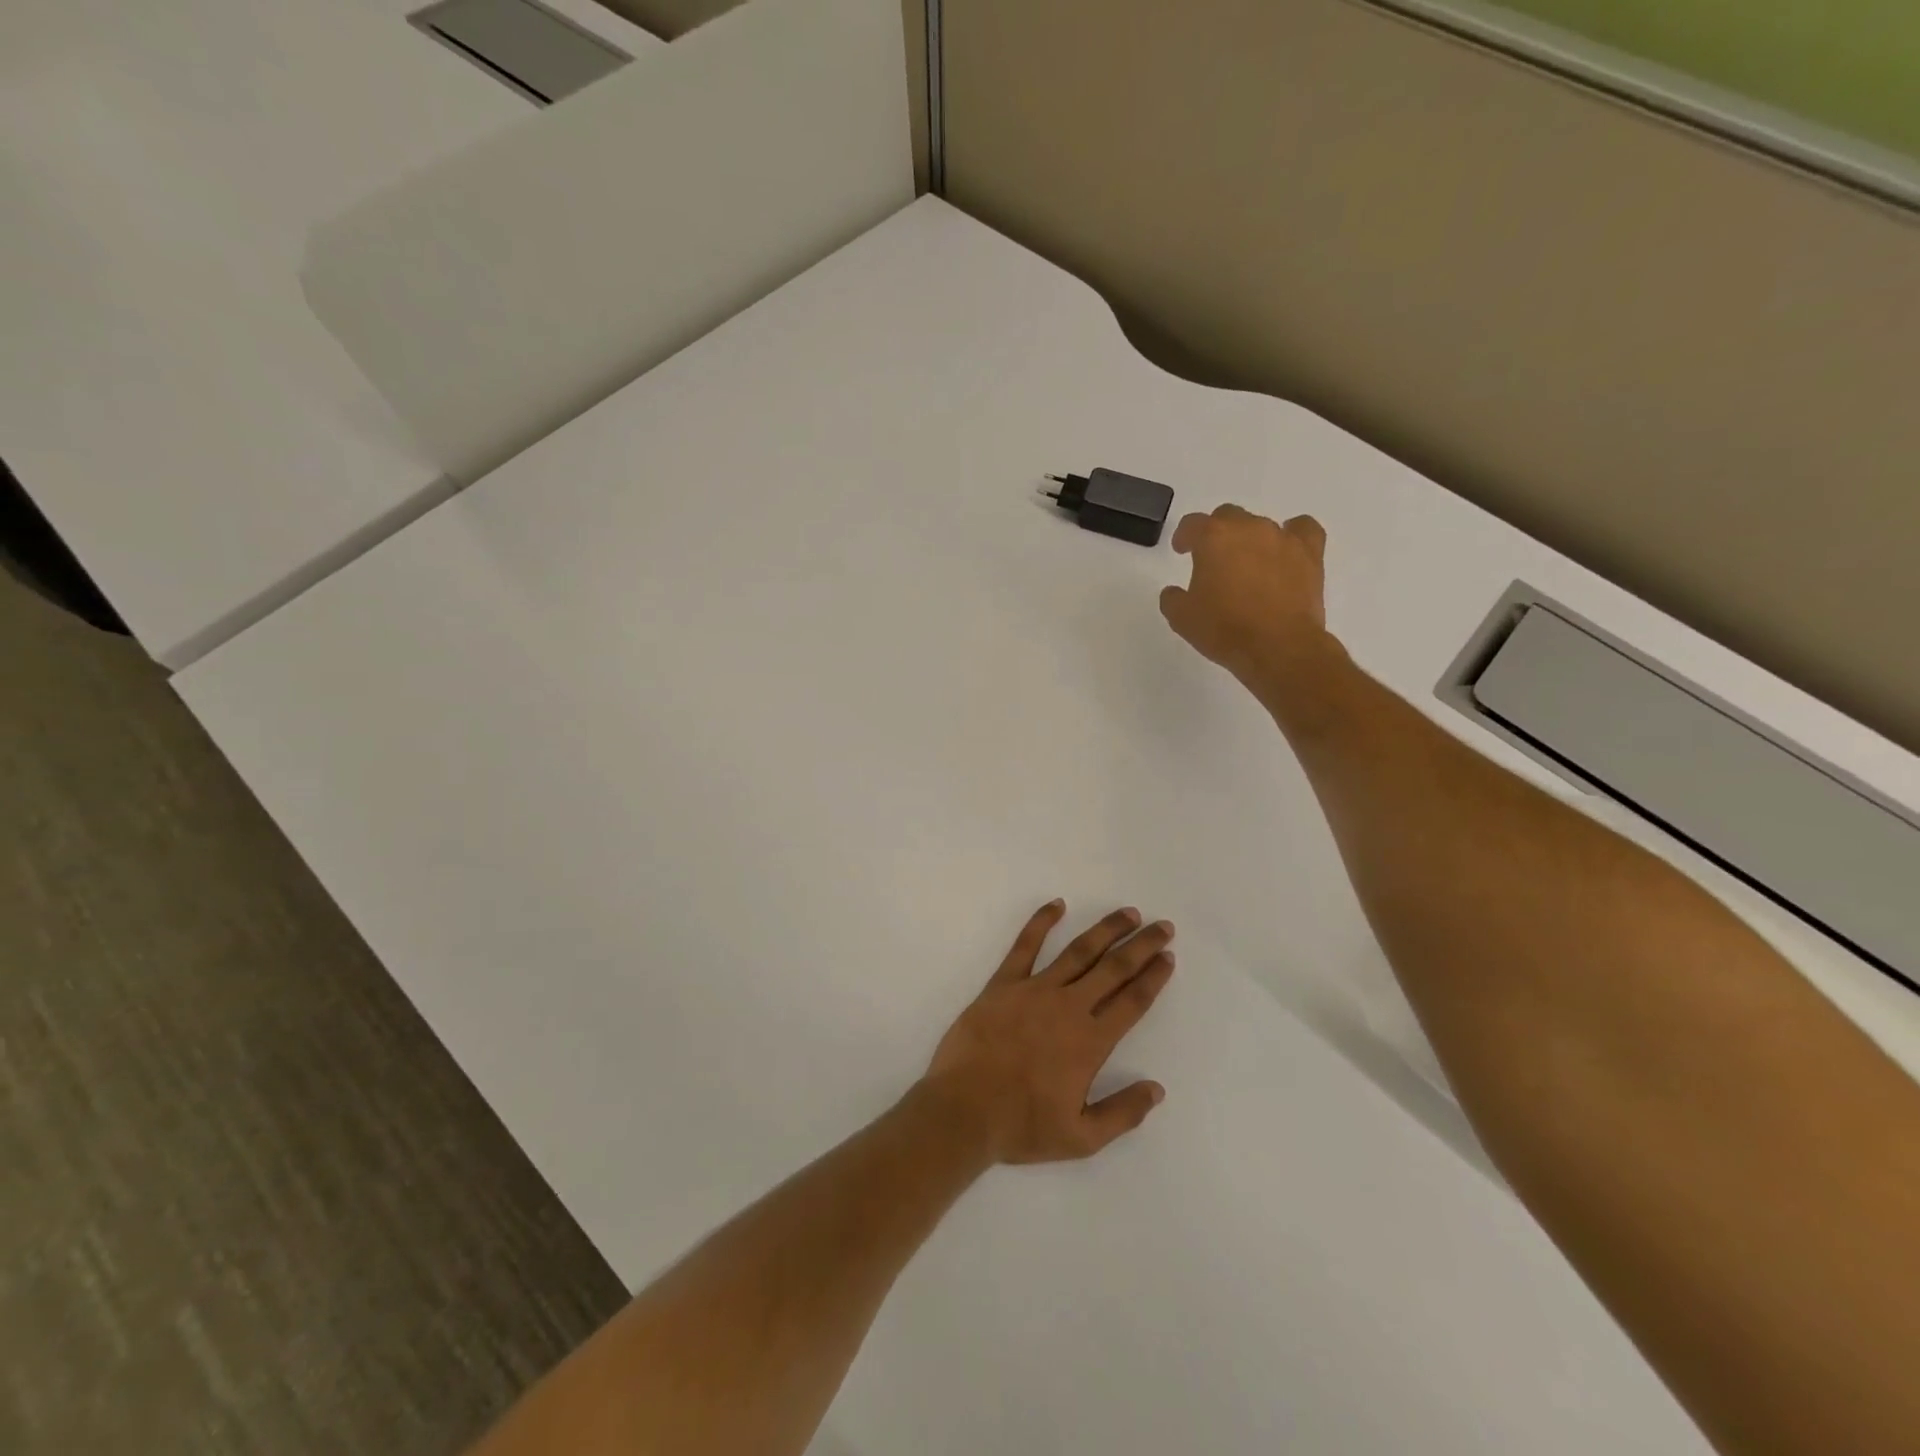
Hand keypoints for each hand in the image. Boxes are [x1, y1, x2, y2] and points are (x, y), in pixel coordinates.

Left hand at [923, 902, 1174, 1163]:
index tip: (1168, 957)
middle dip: (1141, 945)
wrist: (963, 1110)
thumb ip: (1122, 1112)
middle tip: (1163, 927)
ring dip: (1106, 929)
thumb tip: (1156, 1088)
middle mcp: (1068, 1007)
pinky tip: (1057, 905)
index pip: (1132, 1002)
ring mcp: (1034, 990)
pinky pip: (1025, 945)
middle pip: (1114, 968)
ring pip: (1078, 951)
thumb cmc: (1022, 1126)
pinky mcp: (1003, 983)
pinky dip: (1041, 922)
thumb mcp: (1081, 1138)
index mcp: (1090, 1042)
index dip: (1153, 978)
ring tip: (1127, 914)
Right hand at [1159, 505, 1330, 689]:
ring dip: (1249, 540)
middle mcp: (1248, 528)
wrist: (1278, 646)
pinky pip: (1302, 530)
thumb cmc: (1224, 629)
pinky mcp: (1309, 554)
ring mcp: (1282, 538)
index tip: (1181, 550)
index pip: (1192, 524)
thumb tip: (1175, 592)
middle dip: (1217, 533)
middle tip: (1213, 559)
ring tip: (1247, 564)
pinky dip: (1293, 535)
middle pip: (1228, 516)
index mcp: (1213, 538)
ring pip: (1261, 524)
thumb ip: (1173, 598)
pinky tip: (1286, 550)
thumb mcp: (1182, 618)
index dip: (1184, 536)